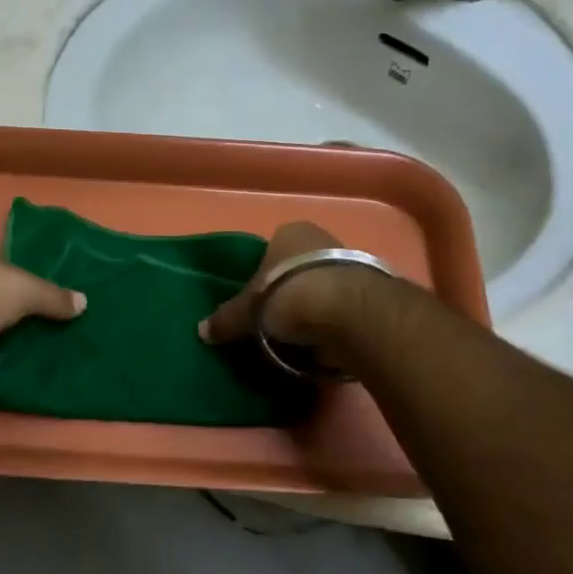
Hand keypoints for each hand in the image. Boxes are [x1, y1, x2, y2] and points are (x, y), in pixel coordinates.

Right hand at [199, 221, 352, 350]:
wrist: (345, 310)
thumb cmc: (286, 294)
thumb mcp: (247, 311)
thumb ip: (226, 319)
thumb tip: (201, 330)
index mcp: (288, 232)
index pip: (270, 252)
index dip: (262, 278)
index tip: (257, 304)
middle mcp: (321, 238)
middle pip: (298, 268)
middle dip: (289, 293)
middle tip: (277, 323)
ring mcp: (350, 261)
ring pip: (323, 286)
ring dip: (315, 308)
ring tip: (301, 337)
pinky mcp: (371, 290)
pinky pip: (343, 306)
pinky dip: (333, 321)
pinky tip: (325, 340)